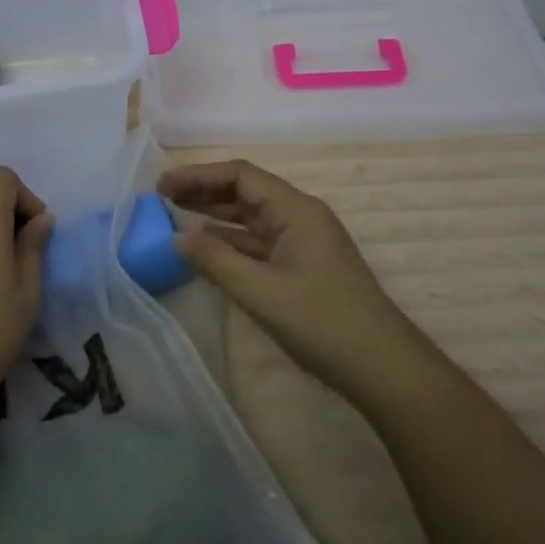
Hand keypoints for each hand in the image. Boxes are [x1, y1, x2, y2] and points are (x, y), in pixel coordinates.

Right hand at [158, 159, 431, 401]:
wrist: (382, 367)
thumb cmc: (322, 322)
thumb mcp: (261, 292)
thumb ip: (216, 261)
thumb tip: (178, 238)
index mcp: (296, 210)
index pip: (241, 176)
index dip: (200, 175)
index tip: (163, 183)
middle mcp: (300, 217)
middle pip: (246, 192)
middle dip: (204, 191)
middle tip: (162, 195)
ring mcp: (303, 242)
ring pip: (251, 218)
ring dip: (215, 214)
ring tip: (175, 213)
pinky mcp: (302, 266)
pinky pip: (259, 242)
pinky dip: (231, 240)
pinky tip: (206, 245)